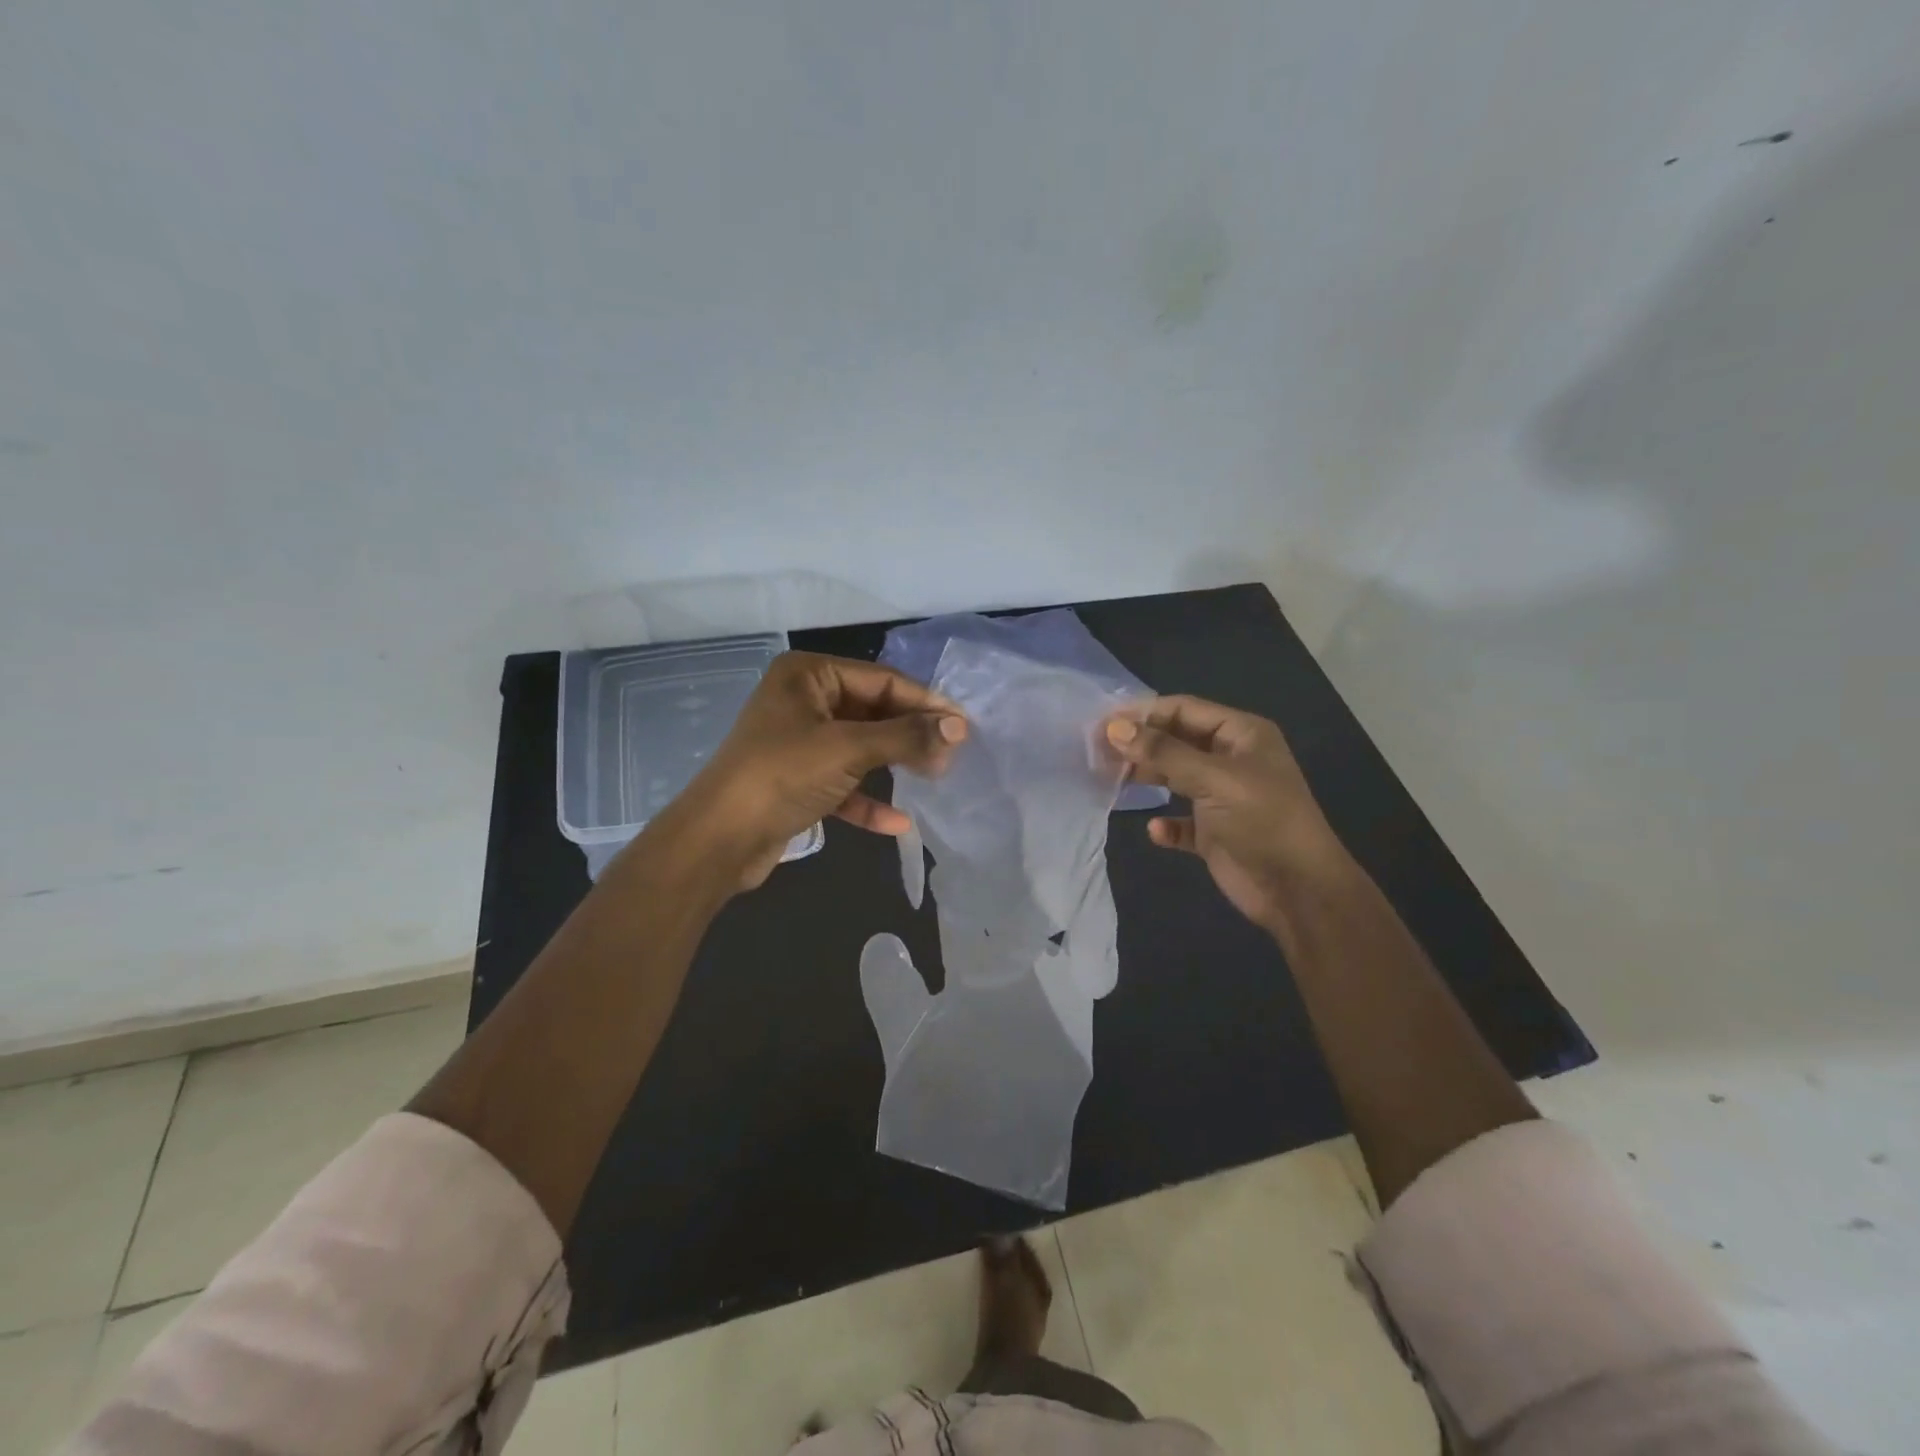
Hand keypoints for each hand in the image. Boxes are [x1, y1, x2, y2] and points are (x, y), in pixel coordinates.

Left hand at [656, 651, 967, 889]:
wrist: (717, 840)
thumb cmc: (782, 776)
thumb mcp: (849, 750)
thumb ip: (906, 736)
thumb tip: (959, 727)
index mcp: (808, 675)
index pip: (881, 680)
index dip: (925, 702)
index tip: (963, 726)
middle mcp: (804, 700)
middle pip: (873, 711)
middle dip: (910, 734)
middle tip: (951, 755)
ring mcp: (799, 741)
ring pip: (861, 746)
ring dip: (895, 764)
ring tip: (935, 778)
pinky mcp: (798, 780)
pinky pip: (843, 782)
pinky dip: (868, 800)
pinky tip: (897, 823)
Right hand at [1104, 696, 1350, 931]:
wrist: (1299, 891)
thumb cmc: (1262, 820)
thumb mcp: (1214, 779)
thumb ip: (1163, 752)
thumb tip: (1114, 729)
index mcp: (1241, 735)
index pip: (1184, 709)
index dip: (1144, 713)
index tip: (1102, 722)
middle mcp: (1231, 760)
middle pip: (1175, 741)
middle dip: (1140, 744)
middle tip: (1097, 751)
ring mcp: (1222, 797)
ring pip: (1174, 778)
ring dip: (1146, 778)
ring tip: (1110, 781)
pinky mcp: (1214, 832)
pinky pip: (1181, 821)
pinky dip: (1166, 824)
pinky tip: (1155, 830)